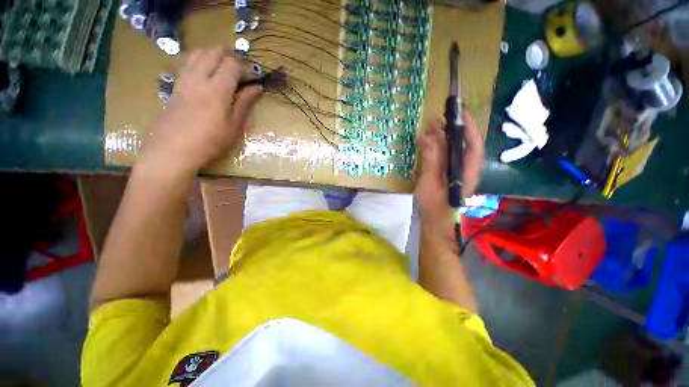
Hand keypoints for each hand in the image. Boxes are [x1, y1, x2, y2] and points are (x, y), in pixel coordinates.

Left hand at [139, 48, 262, 175]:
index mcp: (217, 90)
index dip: (244, 68)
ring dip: (213, 56)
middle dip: (229, 57)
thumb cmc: (209, 142)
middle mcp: (198, 78)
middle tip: (239, 73)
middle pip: (214, 53)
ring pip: (198, 54)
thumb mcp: (233, 126)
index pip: (232, 64)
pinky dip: (199, 61)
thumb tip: (257, 87)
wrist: (171, 151)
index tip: (251, 81)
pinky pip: (187, 63)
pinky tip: (205, 76)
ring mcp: (184, 80)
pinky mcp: (175, 86)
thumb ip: (244, 103)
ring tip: (223, 71)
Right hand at [415, 112, 483, 221]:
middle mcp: (464, 170)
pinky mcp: (446, 176)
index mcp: (467, 172)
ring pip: (451, 152)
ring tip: (428, 129)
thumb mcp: (430, 182)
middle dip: (449, 132)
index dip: (468, 128)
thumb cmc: (434, 205)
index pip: (473, 145)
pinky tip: (424, 145)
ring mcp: (455, 173)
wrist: (434, 223)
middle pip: (461, 146)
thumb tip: (431, 139)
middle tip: (435, 121)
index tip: (459, 113)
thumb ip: (432, 160)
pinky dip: (434, 150)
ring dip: (440, 140)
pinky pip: (442, 159)